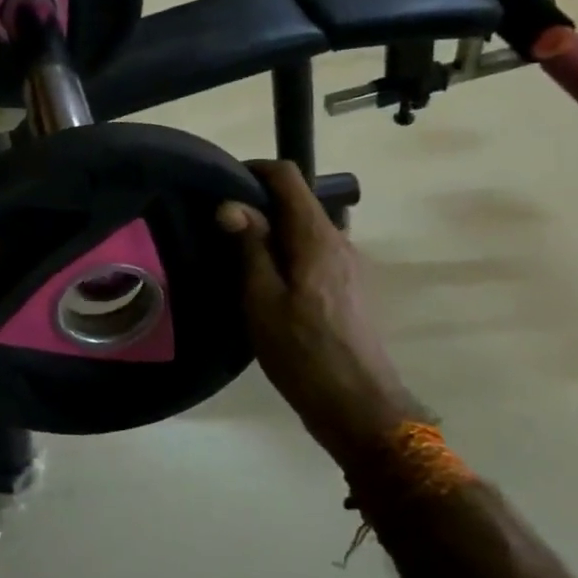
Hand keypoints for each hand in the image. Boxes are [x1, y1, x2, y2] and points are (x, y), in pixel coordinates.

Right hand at [217, 161, 426, 470]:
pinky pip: (312, 251)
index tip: (221, 185)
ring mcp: (348, 264)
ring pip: (304, 227)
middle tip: (219, 224)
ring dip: (271, 229)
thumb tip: (231, 204)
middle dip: (258, 202)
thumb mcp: (262, 299)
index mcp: (316, 237)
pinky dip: (286, 251)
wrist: (358, 407)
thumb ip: (250, 247)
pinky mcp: (347, 287)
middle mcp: (338, 241)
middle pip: (297, 200)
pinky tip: (264, 280)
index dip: (254, 170)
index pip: (288, 176)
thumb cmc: (304, 352)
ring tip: (236, 251)